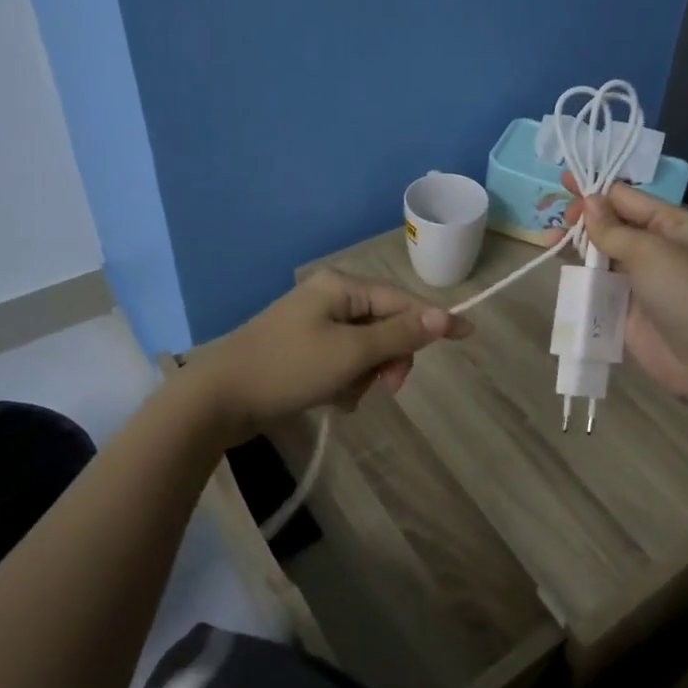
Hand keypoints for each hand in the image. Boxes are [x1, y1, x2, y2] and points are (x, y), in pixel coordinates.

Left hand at [191, 269, 471, 436]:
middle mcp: (330, 297)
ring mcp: (314, 323)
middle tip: (385, 388)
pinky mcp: (303, 349)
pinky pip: (343, 361)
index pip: (402, 301)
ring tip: (347, 398)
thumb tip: (444, 316)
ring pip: (366, 349)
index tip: (469, 336)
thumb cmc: (288, 369)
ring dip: (366, 375)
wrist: (218, 399)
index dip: (434, 321)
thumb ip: (399, 335)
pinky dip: (346, 382)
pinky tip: (333, 400)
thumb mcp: (350, 353)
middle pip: (385, 325)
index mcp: (342, 287)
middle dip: (389, 358)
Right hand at [562, 173, 687, 400]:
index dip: (595, 189)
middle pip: (611, 223)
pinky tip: (559, 267)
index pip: (626, 196)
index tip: (563, 184)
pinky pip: (597, 282)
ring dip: (576, 244)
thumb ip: (613, 228)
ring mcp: (638, 277)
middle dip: (584, 217)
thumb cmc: (685, 292)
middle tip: (558, 220)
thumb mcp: (650, 251)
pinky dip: (578, 274)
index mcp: (669, 223)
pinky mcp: (624, 306)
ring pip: (600, 252)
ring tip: (548, 239)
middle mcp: (654, 245)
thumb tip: (589, 200)